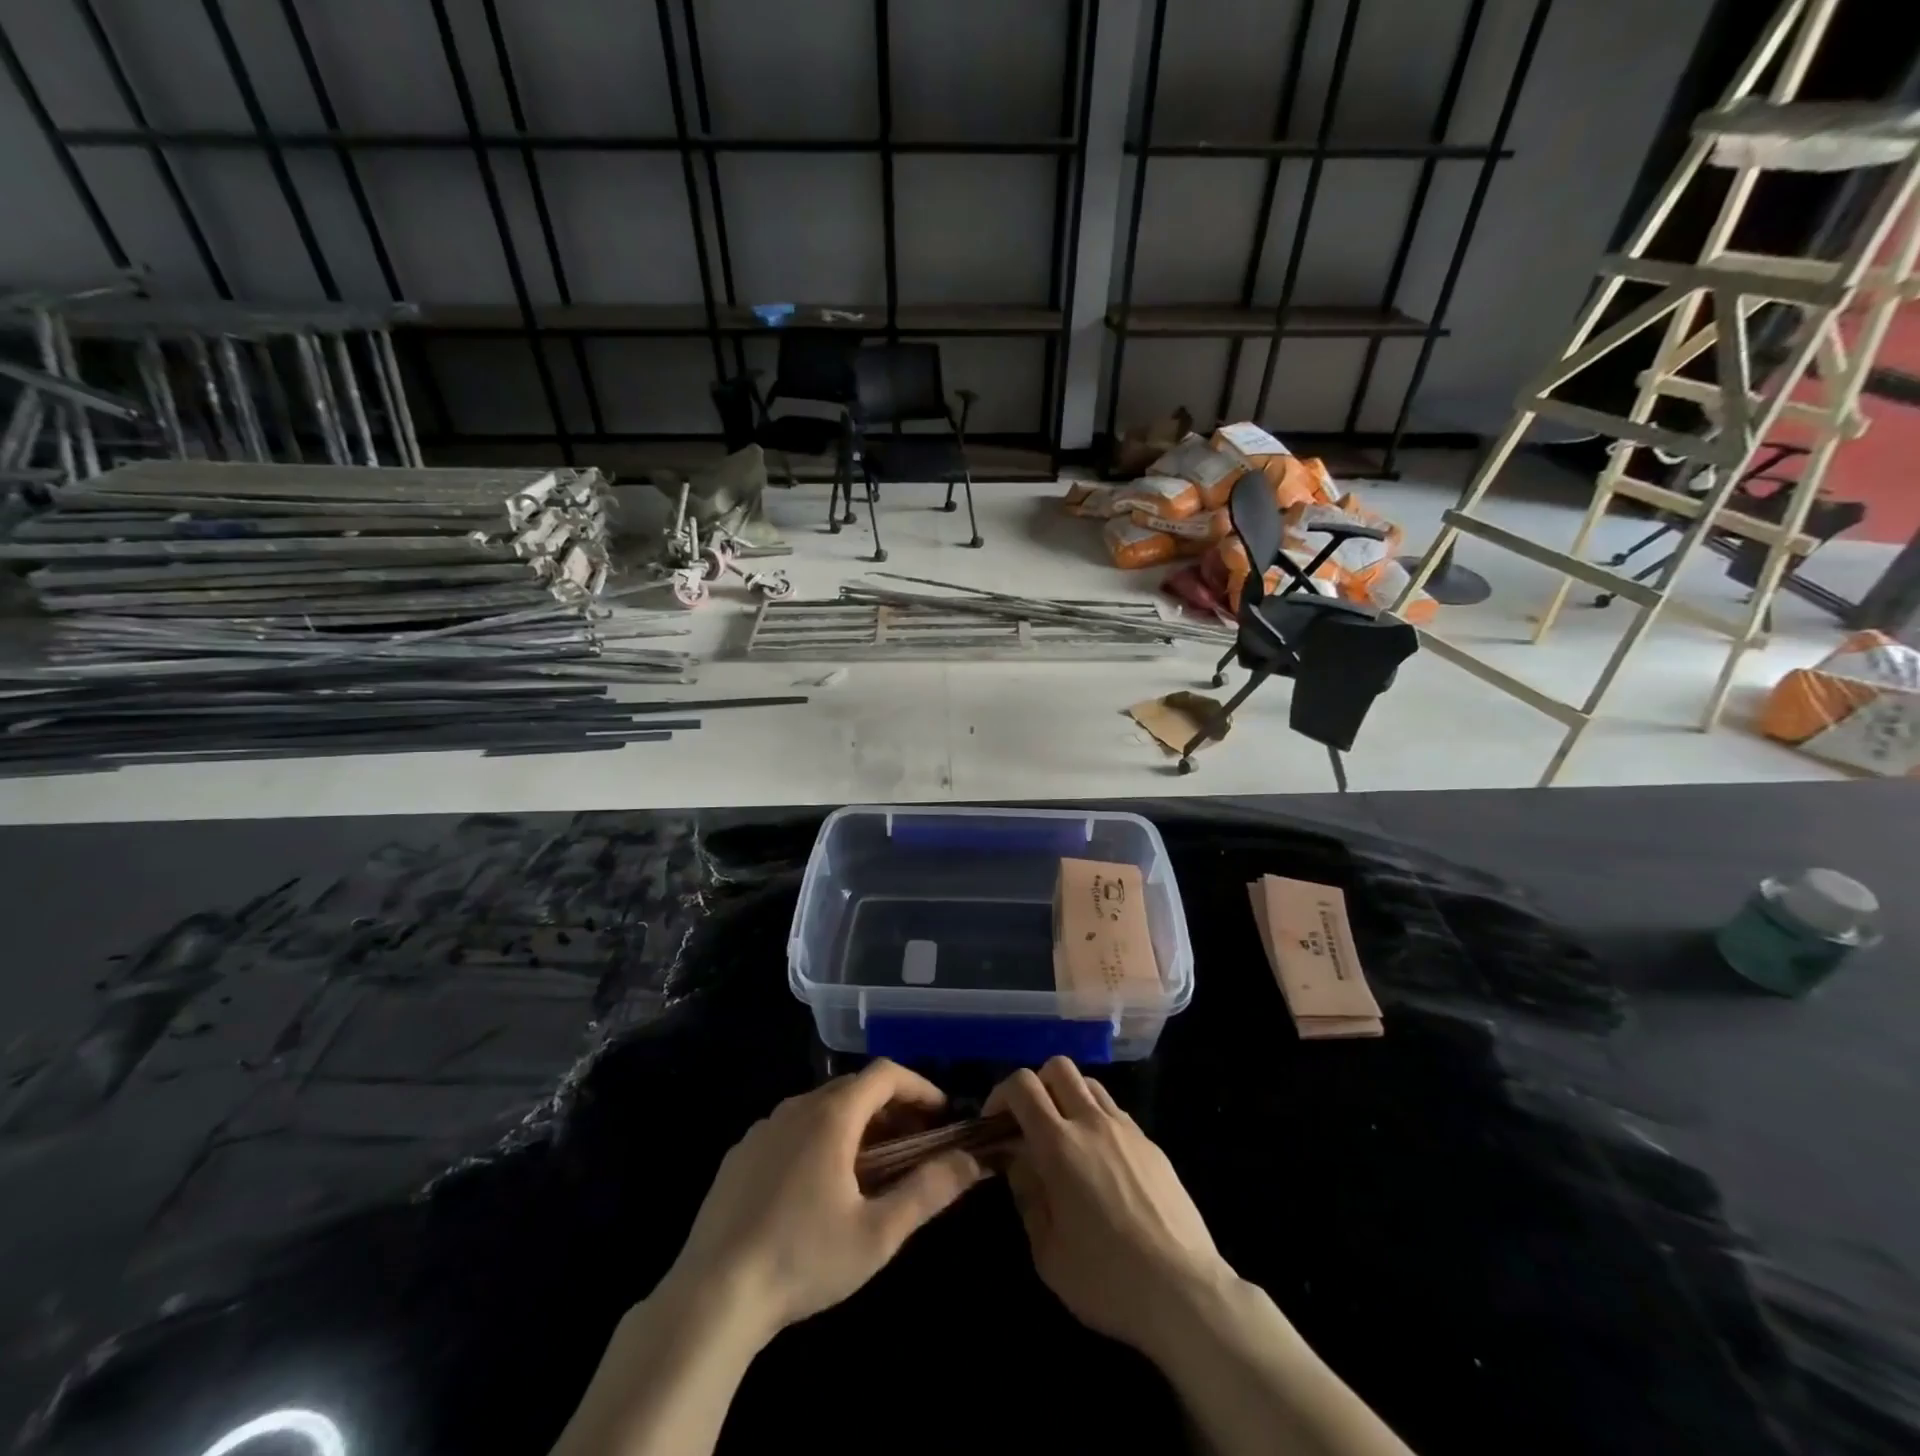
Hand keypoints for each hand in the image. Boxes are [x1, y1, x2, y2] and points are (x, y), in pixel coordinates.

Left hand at [661, 1059, 985, 1343]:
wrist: (710, 1296)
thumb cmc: (802, 1258)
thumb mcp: (877, 1234)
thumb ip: (928, 1191)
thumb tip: (970, 1161)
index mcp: (831, 1115)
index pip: (885, 1075)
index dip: (918, 1087)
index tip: (941, 1114)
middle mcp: (796, 1107)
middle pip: (854, 1088)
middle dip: (891, 1108)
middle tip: (914, 1144)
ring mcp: (763, 1129)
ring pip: (821, 1108)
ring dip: (855, 1124)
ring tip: (872, 1166)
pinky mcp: (739, 1155)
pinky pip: (791, 1129)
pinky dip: (819, 1139)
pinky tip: (819, 1186)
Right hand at [985, 1057, 1230, 1358]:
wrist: (1184, 1291)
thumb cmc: (1106, 1279)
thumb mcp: (1048, 1251)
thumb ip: (1027, 1195)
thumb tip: (1018, 1161)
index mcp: (1059, 1144)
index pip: (1022, 1085)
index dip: (1000, 1094)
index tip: (994, 1123)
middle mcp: (1092, 1122)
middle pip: (1058, 1067)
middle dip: (1036, 1085)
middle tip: (1029, 1124)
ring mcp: (1126, 1129)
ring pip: (1089, 1084)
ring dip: (1068, 1097)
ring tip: (1065, 1139)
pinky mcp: (1152, 1144)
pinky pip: (1115, 1112)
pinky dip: (1097, 1120)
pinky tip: (1100, 1162)